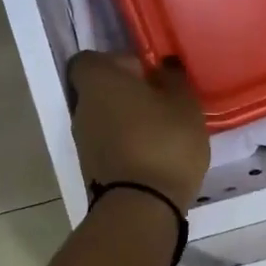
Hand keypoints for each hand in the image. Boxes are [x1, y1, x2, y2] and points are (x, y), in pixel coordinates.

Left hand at [68, 52, 209, 211]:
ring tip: (163, 131)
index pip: (92, 59)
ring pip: (105, 119)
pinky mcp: (90, 168)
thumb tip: (163, 67)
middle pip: (100, 90)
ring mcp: (82, 140)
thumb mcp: (184, 103)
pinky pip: (109, 145)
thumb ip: (173, 78)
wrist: (141, 207)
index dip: (119, 62)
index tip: (147, 74)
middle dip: (127, 93)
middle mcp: (82, 107)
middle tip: (162, 103)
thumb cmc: (164, 142)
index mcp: (98, 81)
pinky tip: (155, 155)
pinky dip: (127, 145)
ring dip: (129, 121)